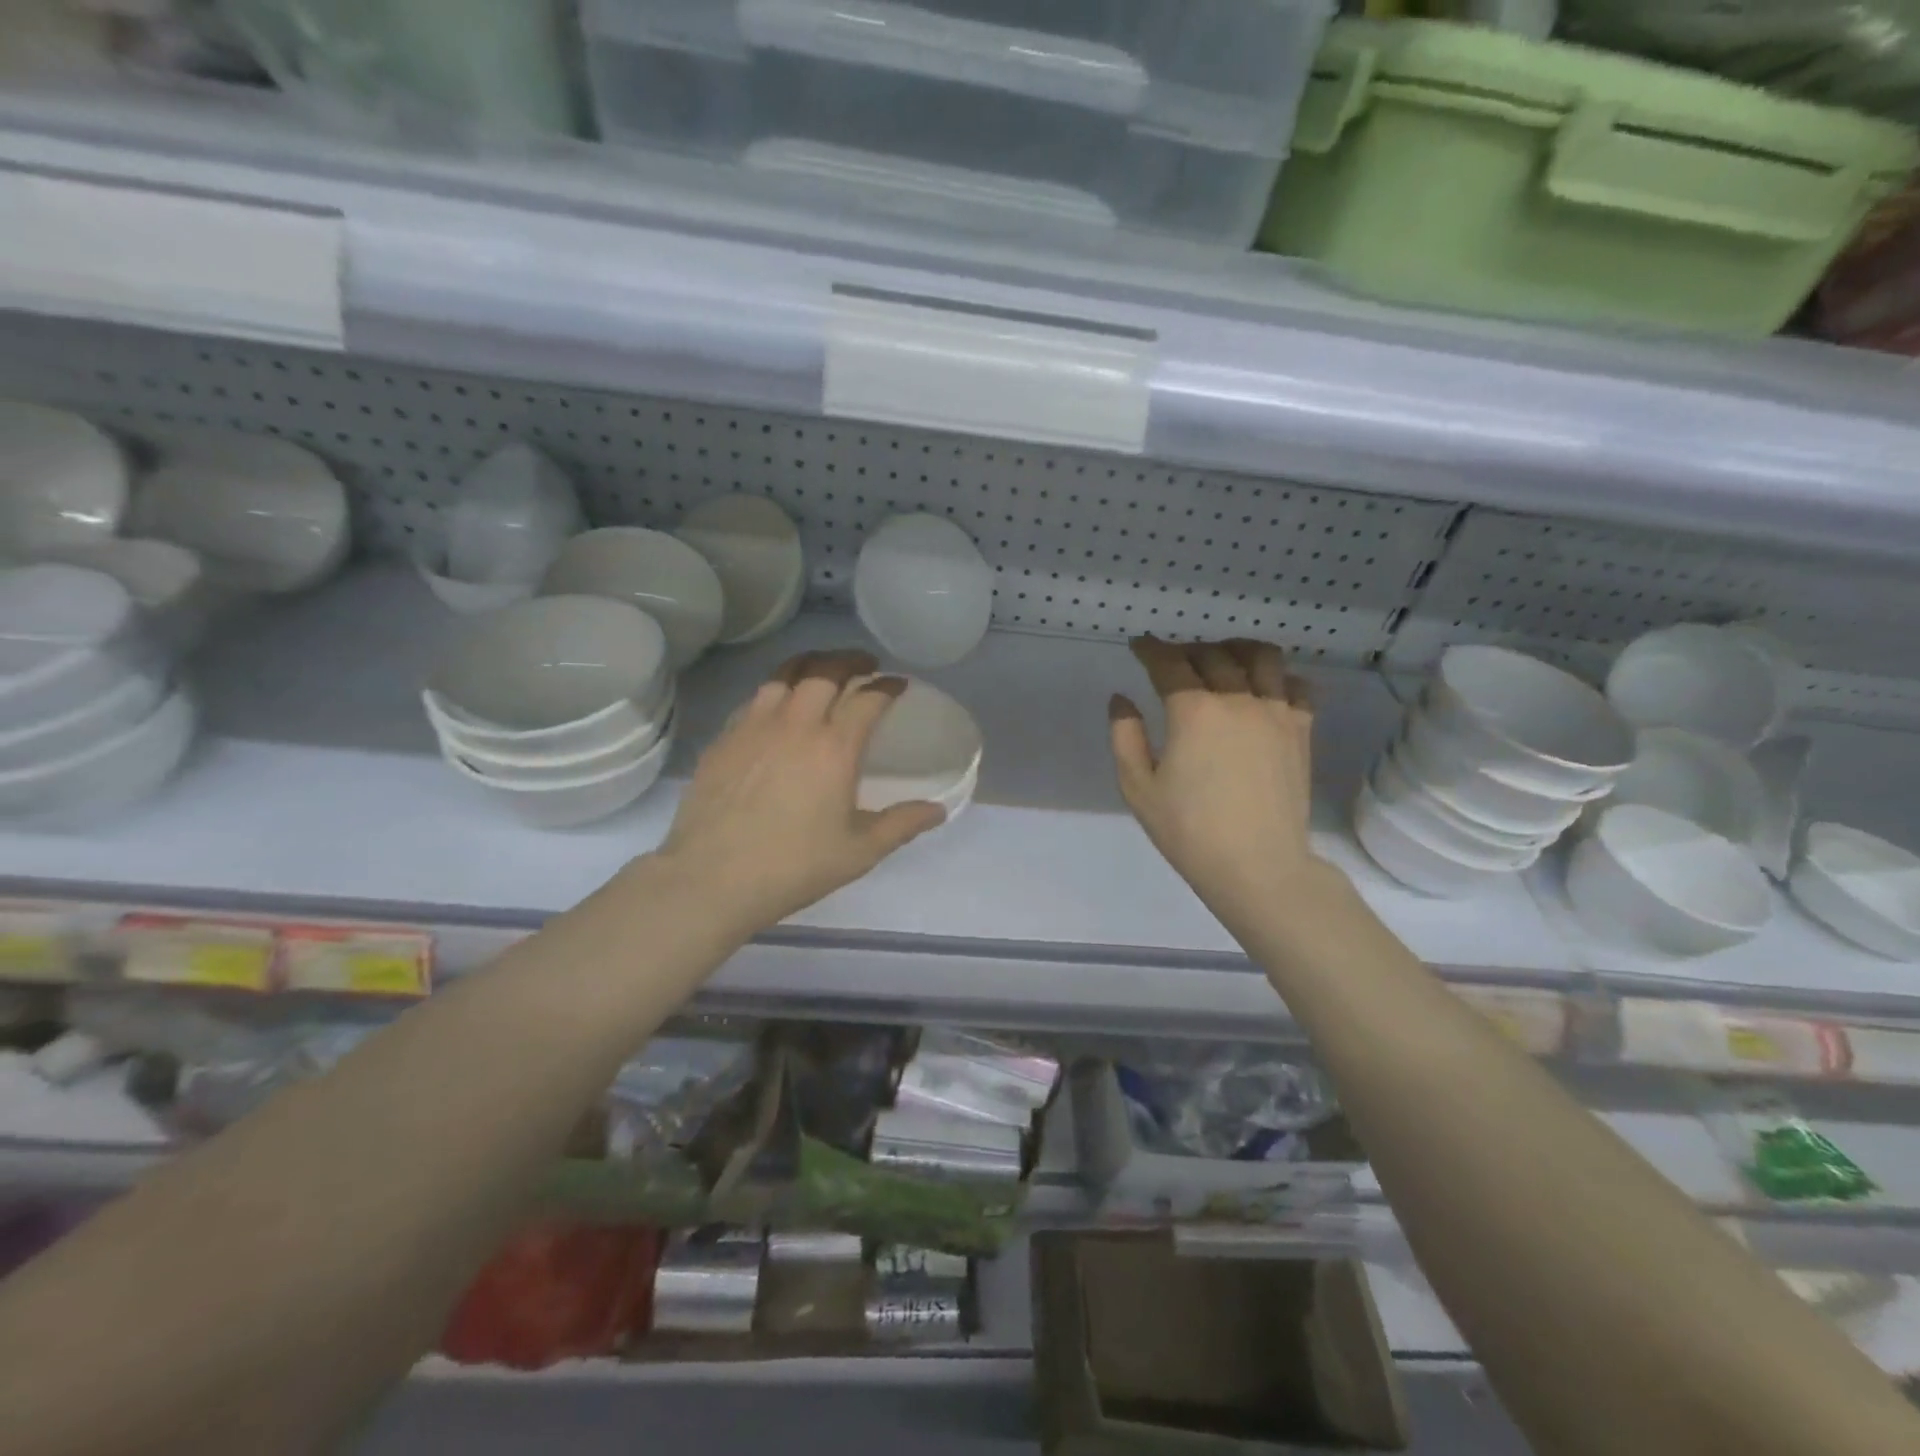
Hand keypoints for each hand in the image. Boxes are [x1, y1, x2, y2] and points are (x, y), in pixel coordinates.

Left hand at [657, 650, 945, 935]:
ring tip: (822, 672)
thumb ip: (901, 824)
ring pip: (784, 675)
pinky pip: (755, 698)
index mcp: (834, 747)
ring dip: (810, 666)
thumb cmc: (793, 866)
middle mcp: (796, 724)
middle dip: (850, 661)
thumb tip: (938, 810)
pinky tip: (778, 706)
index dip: (887, 686)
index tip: (898, 684)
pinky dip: (776, 690)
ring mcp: (754, 726)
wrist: (712, 878)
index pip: (867, 698)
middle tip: (864, 665)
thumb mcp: (859, 851)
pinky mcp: (724, 738)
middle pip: (825, 671)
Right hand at [1109, 637, 1324, 924]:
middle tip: (1172, 659)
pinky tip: (1266, 687)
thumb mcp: (1138, 788)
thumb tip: (1121, 699)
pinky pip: (1297, 686)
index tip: (1139, 644)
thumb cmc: (1189, 831)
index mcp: (1193, 711)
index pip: (1169, 663)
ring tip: (1223, 657)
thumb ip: (1125, 737)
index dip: (1150, 649)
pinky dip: (1279, 676)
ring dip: (1236, 649)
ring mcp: (1276, 712)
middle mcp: (1237, 699)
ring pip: (1262, 657)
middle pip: (1213, 654)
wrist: (1258, 867)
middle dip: (1187, 649)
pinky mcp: (1301, 730)